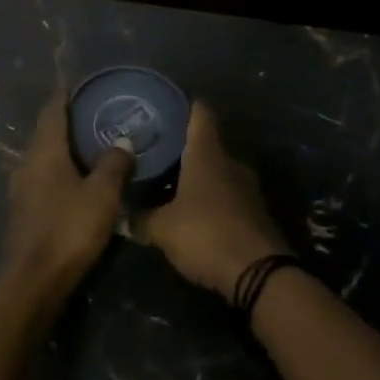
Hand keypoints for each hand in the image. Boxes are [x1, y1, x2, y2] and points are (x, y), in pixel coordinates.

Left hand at [5, 93, 133, 294]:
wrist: (34, 280)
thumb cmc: (69, 229)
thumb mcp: (101, 195)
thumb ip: (114, 164)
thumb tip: (123, 141)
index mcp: (44, 151)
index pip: (52, 111)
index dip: (66, 96)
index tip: (82, 85)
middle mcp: (27, 162)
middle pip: (46, 131)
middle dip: (67, 120)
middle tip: (96, 112)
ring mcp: (22, 187)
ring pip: (43, 155)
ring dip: (64, 146)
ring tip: (92, 143)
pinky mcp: (24, 208)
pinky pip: (43, 175)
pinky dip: (60, 167)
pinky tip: (78, 176)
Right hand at [143, 102, 288, 301]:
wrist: (260, 274)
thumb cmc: (206, 235)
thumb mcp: (163, 230)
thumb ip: (140, 219)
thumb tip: (120, 214)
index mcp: (207, 155)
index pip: (201, 114)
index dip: (186, 106)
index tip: (167, 105)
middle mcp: (230, 163)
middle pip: (207, 144)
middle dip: (184, 147)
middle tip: (157, 151)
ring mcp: (248, 188)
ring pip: (218, 171)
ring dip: (198, 176)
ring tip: (170, 182)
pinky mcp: (256, 212)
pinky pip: (228, 195)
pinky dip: (211, 198)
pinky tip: (193, 211)